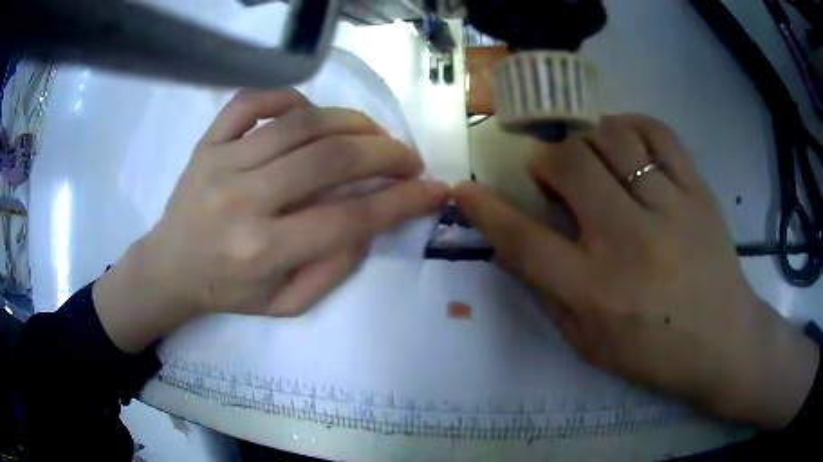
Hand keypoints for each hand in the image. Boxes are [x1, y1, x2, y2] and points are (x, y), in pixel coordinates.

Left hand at [94, 89, 447, 352]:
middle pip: (331, 159)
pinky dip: (289, 97)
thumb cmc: (228, 292)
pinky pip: (251, 101)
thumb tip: (372, 221)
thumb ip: (334, 268)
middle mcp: (243, 201)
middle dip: (387, 153)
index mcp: (263, 250)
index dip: (403, 200)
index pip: (351, 216)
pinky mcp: (207, 142)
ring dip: (351, 122)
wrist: (170, 268)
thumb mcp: (287, 304)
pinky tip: (309, 113)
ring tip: (374, 134)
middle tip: (409, 159)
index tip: (435, 189)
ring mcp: (221, 163)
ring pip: (301, 123)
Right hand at [454, 115, 818, 430]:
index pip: (524, 241)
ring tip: (592, 158)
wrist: (724, 342)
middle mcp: (629, 243)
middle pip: (569, 166)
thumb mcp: (590, 346)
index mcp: (596, 293)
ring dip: (587, 140)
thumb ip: (550, 294)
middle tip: (553, 174)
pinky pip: (658, 133)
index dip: (486, 210)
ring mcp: (671, 210)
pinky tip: (625, 140)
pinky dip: (631, 125)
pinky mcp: (699, 192)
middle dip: (547, 160)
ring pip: (612, 138)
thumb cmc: (655, 355)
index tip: (464, 188)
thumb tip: (518, 244)